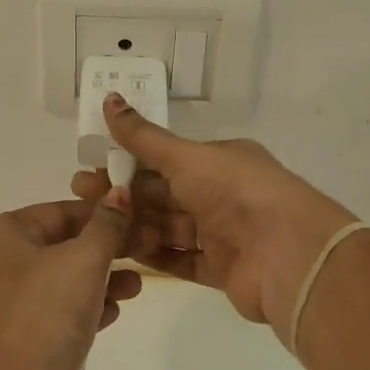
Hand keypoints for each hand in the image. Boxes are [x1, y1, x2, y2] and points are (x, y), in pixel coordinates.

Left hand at [0, 193, 140, 369]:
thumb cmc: (46, 311)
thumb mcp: (83, 259)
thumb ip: (106, 224)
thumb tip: (119, 191)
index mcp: (3, 235)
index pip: (60, 211)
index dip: (102, 212)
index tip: (140, 217)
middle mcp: (0, 264)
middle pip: (62, 244)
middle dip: (106, 248)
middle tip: (147, 249)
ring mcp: (10, 304)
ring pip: (64, 280)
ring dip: (102, 279)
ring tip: (137, 286)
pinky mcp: (24, 338)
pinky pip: (61, 311)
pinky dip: (88, 307)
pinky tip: (115, 313)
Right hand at [71, 92, 358, 332]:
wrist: (288, 255)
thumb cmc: (236, 192)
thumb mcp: (186, 157)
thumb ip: (144, 138)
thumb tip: (109, 99)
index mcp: (219, 161)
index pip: (164, 159)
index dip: (126, 162)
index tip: (90, 168)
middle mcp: (222, 194)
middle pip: (163, 195)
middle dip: (124, 196)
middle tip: (81, 199)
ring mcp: (223, 233)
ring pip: (169, 228)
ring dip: (135, 226)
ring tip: (97, 229)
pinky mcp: (222, 270)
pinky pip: (180, 260)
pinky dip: (154, 256)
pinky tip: (122, 254)